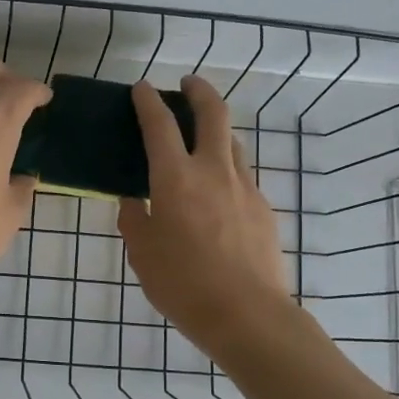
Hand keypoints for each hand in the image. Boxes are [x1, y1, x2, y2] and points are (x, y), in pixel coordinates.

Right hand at [118, 76, 295, 356]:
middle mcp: (212, 171)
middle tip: (187, 84)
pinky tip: (217, 193)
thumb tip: (134, 201)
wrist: (247, 314)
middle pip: (212, 114)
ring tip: (201, 138)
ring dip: (215, 129)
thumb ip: (134, 221)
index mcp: (175, 179)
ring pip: (232, 142)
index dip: (148, 101)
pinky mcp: (263, 208)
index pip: (159, 125)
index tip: (142, 88)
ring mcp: (244, 187)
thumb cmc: (183, 284)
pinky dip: (226, 169)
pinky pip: (242, 176)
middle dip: (199, 91)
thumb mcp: (142, 254)